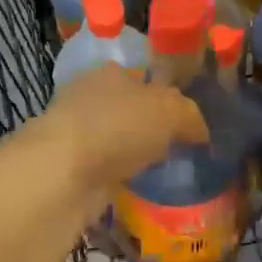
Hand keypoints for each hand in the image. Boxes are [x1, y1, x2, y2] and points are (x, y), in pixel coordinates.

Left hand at [28, 64, 208, 192]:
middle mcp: (90, 97)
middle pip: (128, 109)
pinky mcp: (67, 170)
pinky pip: (104, 171)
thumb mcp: (170, 111)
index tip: (184, 119)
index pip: (143, 77)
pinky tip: (138, 189)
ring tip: (162, 172)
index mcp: (112, 72)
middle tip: (177, 147)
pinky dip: (118, 179)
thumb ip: (190, 116)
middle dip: (148, 126)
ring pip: (114, 141)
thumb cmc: (118, 127)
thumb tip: (200, 131)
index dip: (164, 95)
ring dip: (132, 154)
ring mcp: (75, 134)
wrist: (61, 175)